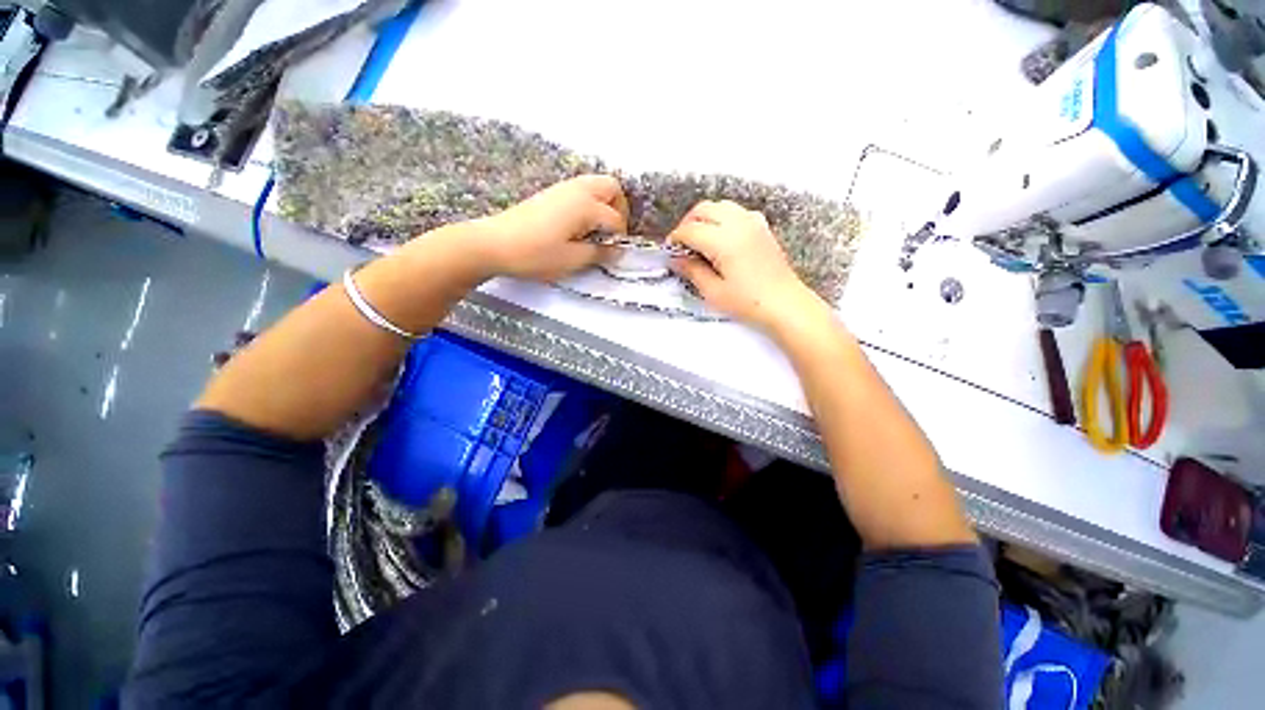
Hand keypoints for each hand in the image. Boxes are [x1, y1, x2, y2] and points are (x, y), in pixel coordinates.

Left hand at [475, 175, 627, 281]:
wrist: (493, 243)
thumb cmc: (535, 254)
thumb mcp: (572, 260)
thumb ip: (599, 253)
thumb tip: (618, 250)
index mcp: (586, 205)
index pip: (615, 219)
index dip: (619, 237)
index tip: (614, 253)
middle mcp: (577, 189)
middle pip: (611, 187)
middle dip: (619, 209)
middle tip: (612, 233)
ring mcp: (562, 188)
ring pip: (596, 185)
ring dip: (604, 204)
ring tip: (597, 230)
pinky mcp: (551, 193)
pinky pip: (581, 190)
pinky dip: (590, 203)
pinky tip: (580, 225)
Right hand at [669, 200, 821, 330]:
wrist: (785, 304)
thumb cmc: (748, 302)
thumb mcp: (714, 292)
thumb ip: (692, 271)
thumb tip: (676, 259)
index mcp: (724, 240)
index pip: (691, 229)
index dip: (676, 238)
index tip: (670, 251)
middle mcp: (738, 224)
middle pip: (704, 209)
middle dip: (688, 223)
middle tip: (682, 244)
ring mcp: (753, 222)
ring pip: (720, 205)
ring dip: (705, 217)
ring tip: (699, 239)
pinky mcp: (762, 227)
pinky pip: (736, 211)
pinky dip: (723, 217)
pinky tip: (721, 236)